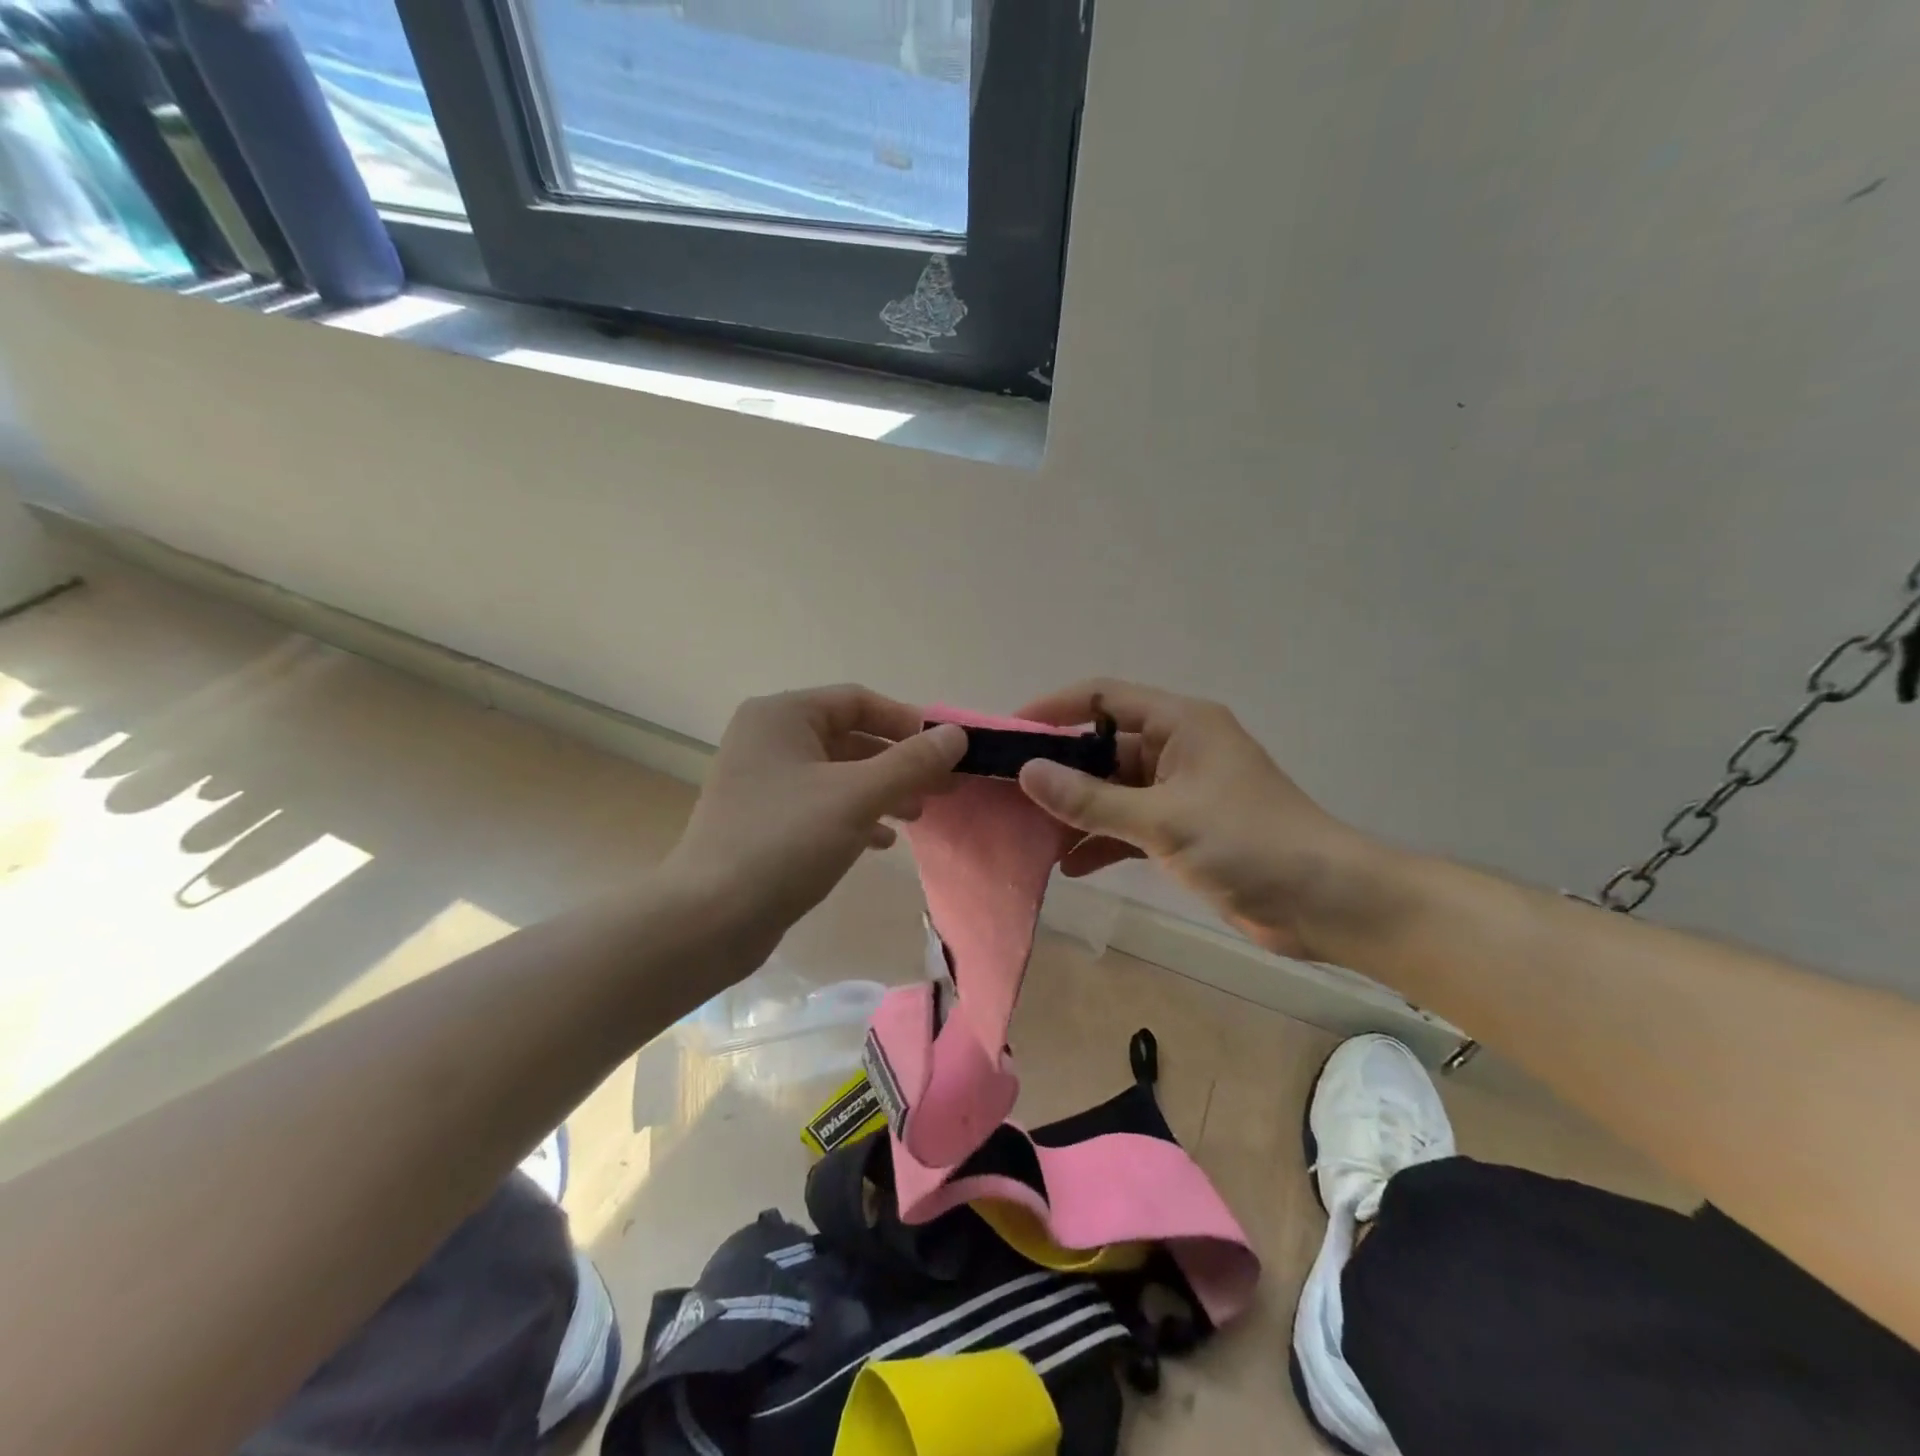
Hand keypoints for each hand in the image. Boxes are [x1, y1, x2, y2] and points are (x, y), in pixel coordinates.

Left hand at [664, 686, 966, 963]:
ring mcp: (762, 781)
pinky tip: (882, 842)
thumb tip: (957, 735)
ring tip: (919, 814)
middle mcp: (768, 739)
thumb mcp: (857, 797)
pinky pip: (821, 804)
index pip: (858, 701)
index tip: (947, 751)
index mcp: (782, 716)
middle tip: (943, 787)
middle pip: (850, 737)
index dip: (907, 722)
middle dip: (899, 762)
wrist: (709, 919)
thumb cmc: (785, 842)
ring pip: (838, 774)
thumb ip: (911, 762)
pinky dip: (855, 815)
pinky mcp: (763, 820)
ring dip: (882, 790)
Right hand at [1015, 679, 1373, 959]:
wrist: (1325, 902)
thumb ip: (1091, 799)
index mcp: (1179, 724)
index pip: (1101, 698)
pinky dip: (1101, 840)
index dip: (1053, 709)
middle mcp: (1175, 748)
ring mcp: (1178, 791)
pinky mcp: (1182, 830)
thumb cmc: (1248, 843)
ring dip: (1075, 810)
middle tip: (1007, 791)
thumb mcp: (1163, 819)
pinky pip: (1128, 824)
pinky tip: (1069, 866)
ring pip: (1111, 790)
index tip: (1008, 734)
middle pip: (1100, 746)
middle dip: (1057, 769)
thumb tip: (1027, 772)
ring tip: (1028, 832)